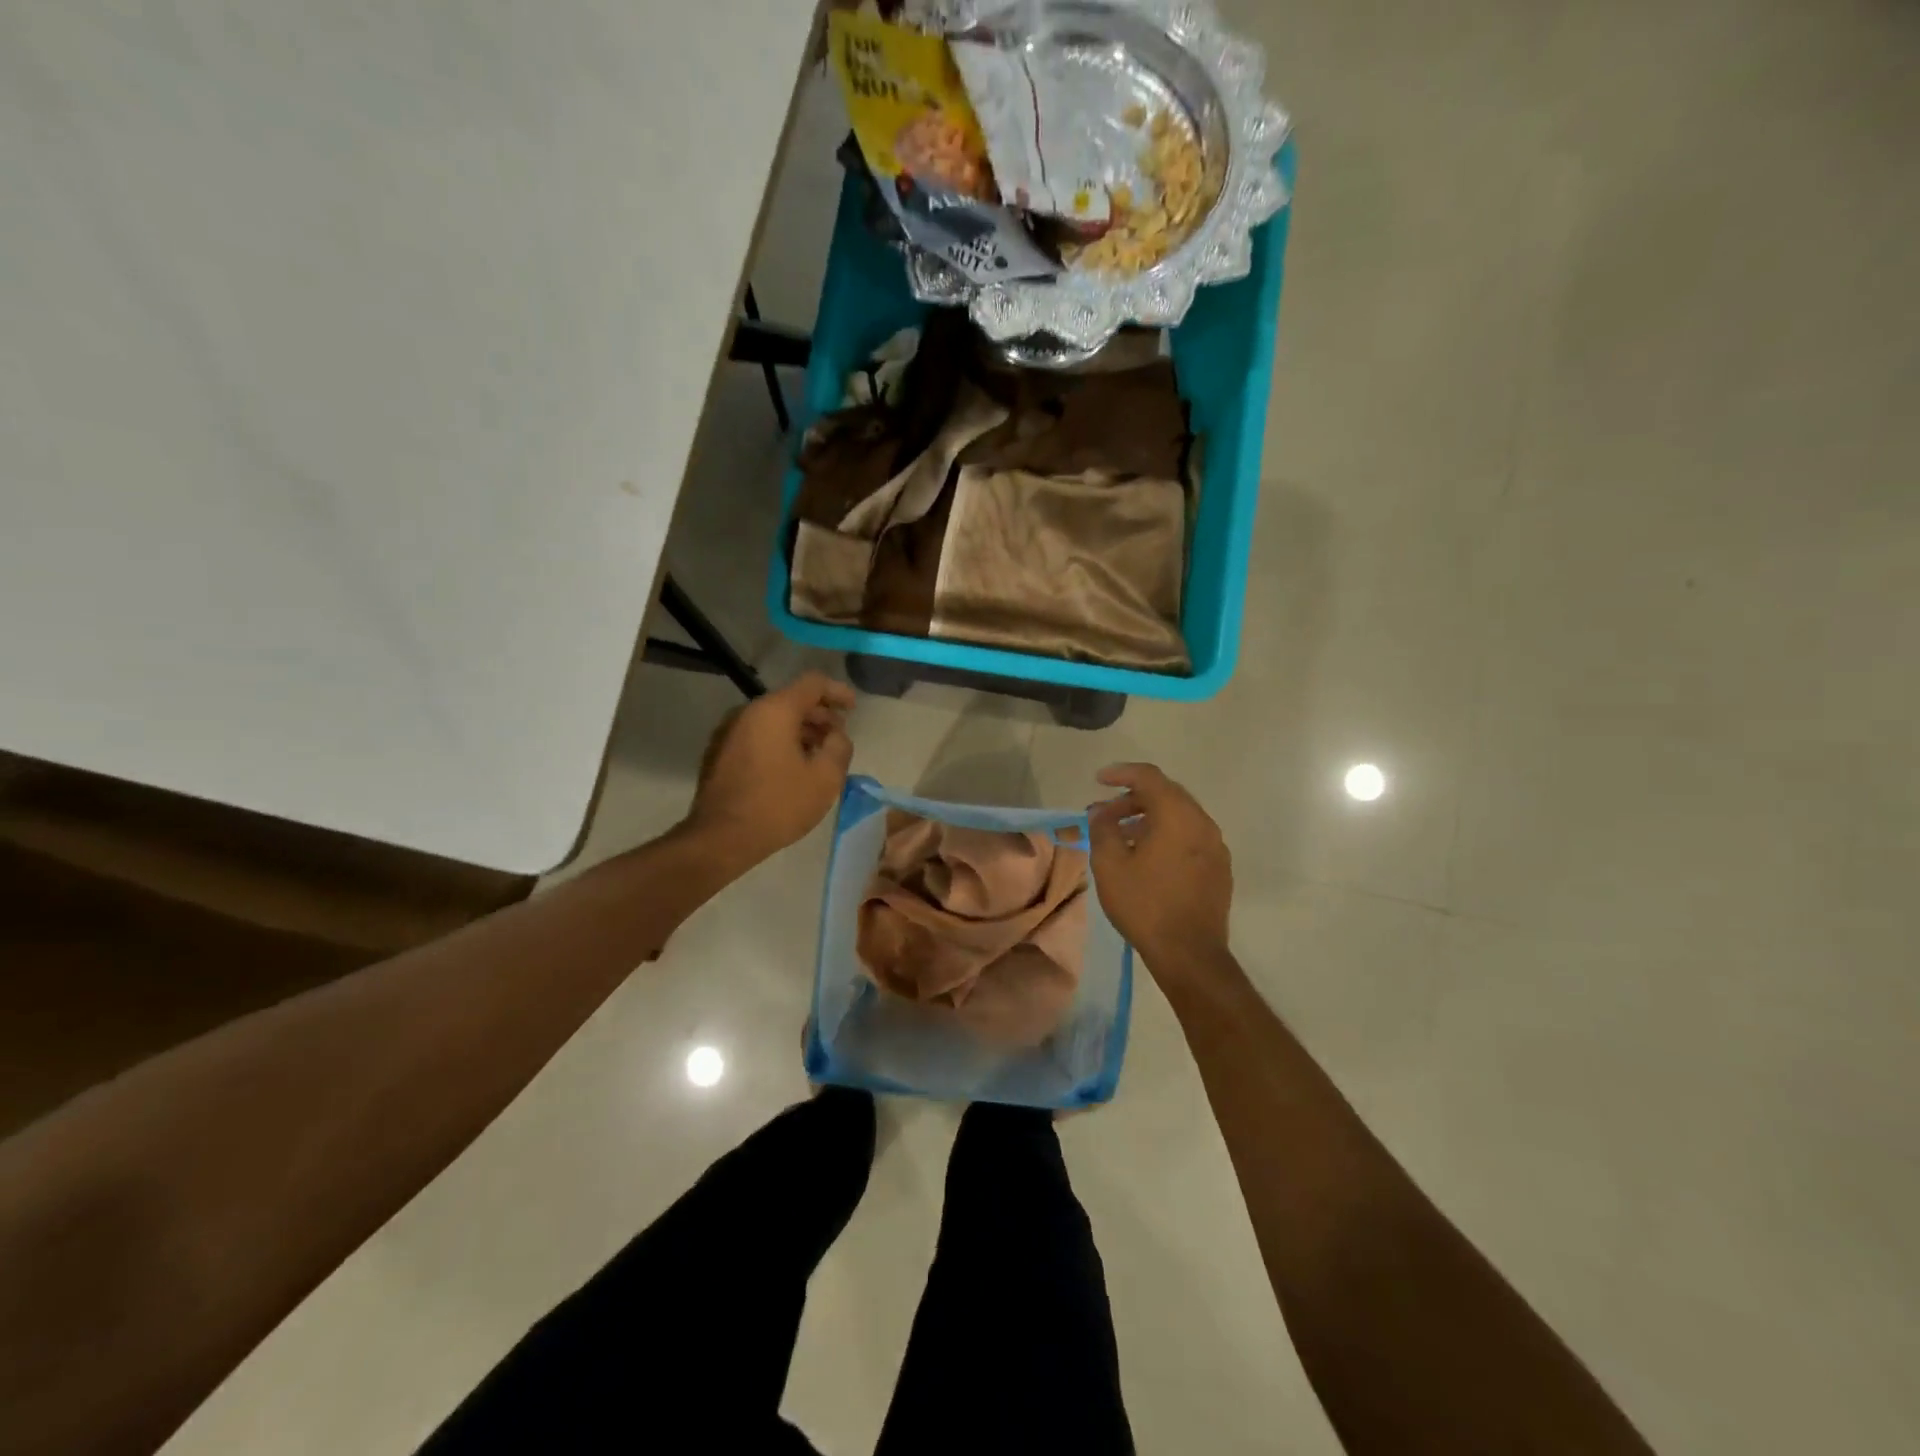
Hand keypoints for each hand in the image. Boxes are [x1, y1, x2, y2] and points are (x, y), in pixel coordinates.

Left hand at [684, 671, 854, 866]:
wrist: (720, 839)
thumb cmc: (778, 805)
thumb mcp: (825, 778)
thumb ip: (840, 747)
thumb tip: (836, 736)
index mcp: (774, 711)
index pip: (813, 683)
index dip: (838, 692)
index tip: (853, 709)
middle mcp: (748, 712)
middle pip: (791, 700)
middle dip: (819, 715)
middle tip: (838, 737)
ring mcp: (729, 732)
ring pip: (773, 720)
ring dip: (800, 731)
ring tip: (819, 755)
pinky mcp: (719, 753)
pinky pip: (757, 736)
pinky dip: (779, 743)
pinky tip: (792, 768)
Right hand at [1087, 763, 1233, 974]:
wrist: (1189, 954)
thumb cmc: (1145, 905)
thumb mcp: (1110, 865)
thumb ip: (1103, 829)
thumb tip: (1101, 812)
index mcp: (1178, 816)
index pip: (1149, 777)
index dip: (1121, 773)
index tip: (1098, 780)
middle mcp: (1203, 823)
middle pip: (1166, 795)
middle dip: (1133, 798)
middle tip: (1105, 814)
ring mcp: (1216, 846)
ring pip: (1180, 817)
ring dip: (1149, 818)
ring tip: (1121, 836)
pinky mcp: (1219, 868)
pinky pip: (1190, 837)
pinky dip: (1166, 835)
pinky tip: (1147, 857)